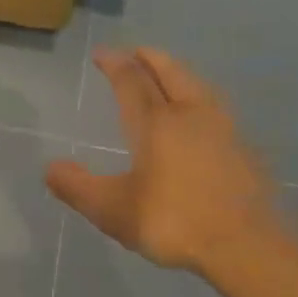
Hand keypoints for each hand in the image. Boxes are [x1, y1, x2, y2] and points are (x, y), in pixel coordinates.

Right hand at [46, 48, 283, 278]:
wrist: (247, 244)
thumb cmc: (173, 221)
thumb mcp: (113, 210)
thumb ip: (78, 187)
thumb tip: (50, 168)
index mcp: (156, 123)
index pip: (132, 81)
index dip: (115, 64)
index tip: (103, 54)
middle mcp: (190, 114)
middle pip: (170, 72)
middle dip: (150, 58)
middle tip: (136, 52)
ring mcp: (223, 128)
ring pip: (197, 86)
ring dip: (178, 74)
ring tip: (168, 75)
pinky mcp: (244, 148)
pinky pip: (215, 108)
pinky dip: (198, 98)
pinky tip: (199, 116)